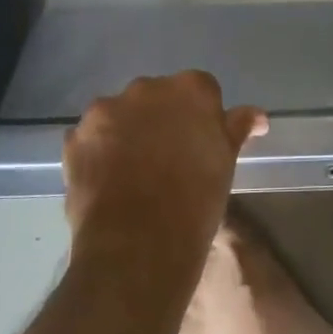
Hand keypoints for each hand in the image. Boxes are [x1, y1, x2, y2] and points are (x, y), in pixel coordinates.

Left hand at [63, 71, 266, 278]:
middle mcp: (146, 88)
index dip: (200, 116)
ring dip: (126, 131)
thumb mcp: (226, 162)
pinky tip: (107, 181)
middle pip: (157, 96)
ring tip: (132, 171)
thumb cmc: (196, 201)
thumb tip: (257, 116)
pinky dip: (98, 151)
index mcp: (190, 89)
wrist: (139, 244)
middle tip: (167, 157)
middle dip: (161, 118)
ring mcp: (105, 110)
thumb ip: (237, 128)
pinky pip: (90, 137)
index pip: (201, 89)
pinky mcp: (75, 137)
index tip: (200, 143)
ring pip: (120, 114)